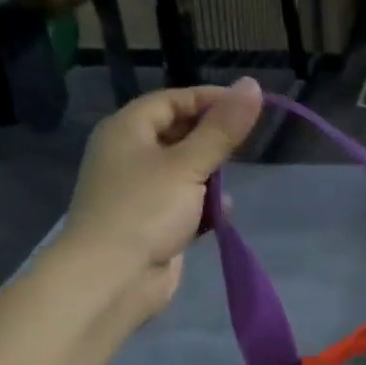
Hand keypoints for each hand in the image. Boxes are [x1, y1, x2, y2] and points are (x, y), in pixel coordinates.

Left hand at [64, 78, 263, 316]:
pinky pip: (184, 202)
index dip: (209, 99)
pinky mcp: (152, 222)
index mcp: (127, 130)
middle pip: (177, 133)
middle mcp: (129, 155)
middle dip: (211, 138)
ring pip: (183, 169)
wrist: (112, 279)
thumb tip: (253, 85)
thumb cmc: (145, 210)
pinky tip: (222, 212)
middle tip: (246, 142)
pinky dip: (203, 204)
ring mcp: (139, 191)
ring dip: (210, 174)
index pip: (172, 100)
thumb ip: (223, 129)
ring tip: (233, 179)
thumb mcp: (188, 164)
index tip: (249, 106)